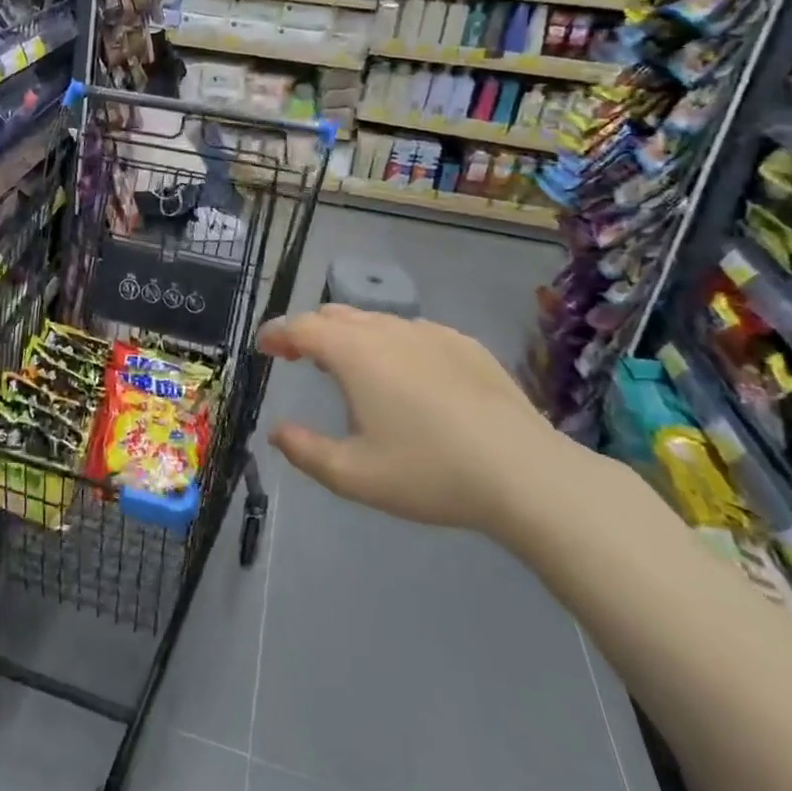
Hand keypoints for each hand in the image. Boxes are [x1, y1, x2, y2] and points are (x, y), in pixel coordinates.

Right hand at [259, 305, 576, 534]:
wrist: (527, 475)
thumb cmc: (430, 473)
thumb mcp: (354, 476)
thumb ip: (304, 451)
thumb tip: (276, 432)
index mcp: (354, 354)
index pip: (301, 327)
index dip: (276, 333)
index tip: (264, 347)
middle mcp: (387, 330)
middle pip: (334, 314)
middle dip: (309, 330)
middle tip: (298, 356)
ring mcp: (430, 333)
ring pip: (374, 319)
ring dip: (349, 335)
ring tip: (348, 367)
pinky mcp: (464, 344)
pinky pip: (412, 331)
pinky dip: (390, 342)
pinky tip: (404, 375)